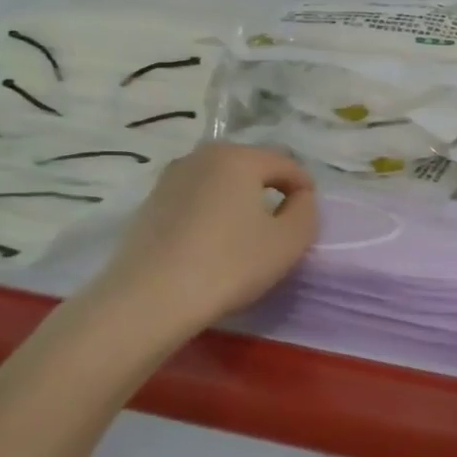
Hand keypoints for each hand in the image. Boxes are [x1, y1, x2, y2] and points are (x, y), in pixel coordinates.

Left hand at [88, 143, 317, 344]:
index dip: (305, 188)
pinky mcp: (150, 203)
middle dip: (271, 190)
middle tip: (280, 225)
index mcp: (239, 157)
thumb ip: (307, 211)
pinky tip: (212, 244)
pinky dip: (212, 212)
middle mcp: (202, 156)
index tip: (309, 218)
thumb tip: (299, 197)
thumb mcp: (289, 242)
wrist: (148, 300)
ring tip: (246, 235)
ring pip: (221, 182)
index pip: (286, 163)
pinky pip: (196, 199)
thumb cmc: (229, 265)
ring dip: (239, 201)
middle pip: (251, 166)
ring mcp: (170, 178)